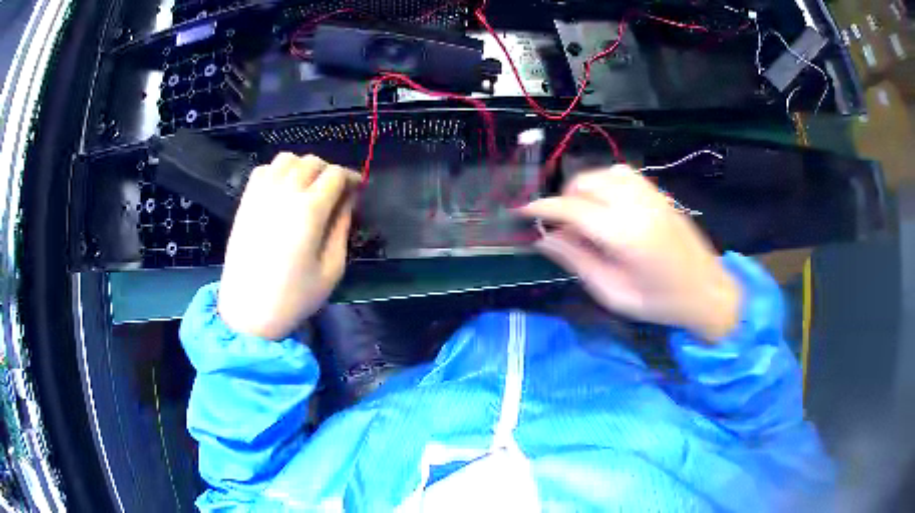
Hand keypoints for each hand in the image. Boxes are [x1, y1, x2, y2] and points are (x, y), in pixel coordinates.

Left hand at [218, 153, 359, 339]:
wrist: (248, 311)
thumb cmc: (294, 297)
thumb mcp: (331, 268)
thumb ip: (342, 227)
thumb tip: (348, 200)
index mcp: (309, 210)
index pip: (335, 174)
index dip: (351, 177)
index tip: (357, 188)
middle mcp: (284, 193)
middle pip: (312, 162)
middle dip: (329, 171)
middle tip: (335, 192)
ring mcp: (261, 195)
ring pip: (287, 159)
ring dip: (303, 166)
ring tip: (308, 187)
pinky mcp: (245, 202)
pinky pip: (264, 170)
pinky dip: (278, 171)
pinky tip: (283, 189)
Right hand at [518, 165, 740, 340]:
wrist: (707, 291)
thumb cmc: (660, 302)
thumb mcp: (613, 293)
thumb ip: (577, 261)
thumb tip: (544, 239)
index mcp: (623, 234)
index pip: (571, 209)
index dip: (542, 208)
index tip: (523, 211)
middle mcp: (636, 205)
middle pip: (585, 183)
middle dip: (564, 199)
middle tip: (561, 226)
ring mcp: (650, 195)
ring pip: (604, 173)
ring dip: (585, 188)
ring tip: (584, 215)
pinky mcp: (659, 194)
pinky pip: (624, 174)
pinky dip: (606, 183)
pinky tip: (608, 204)